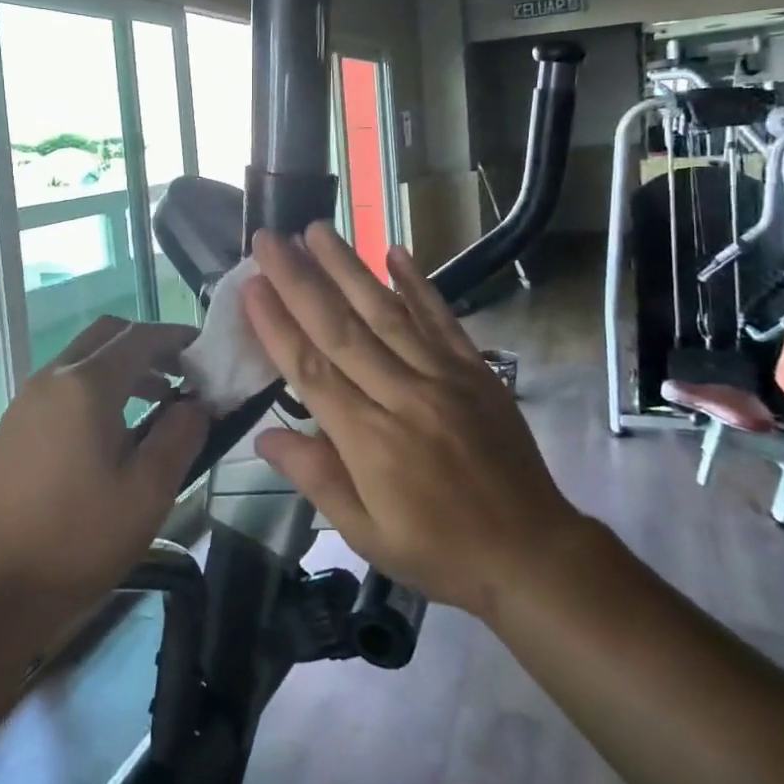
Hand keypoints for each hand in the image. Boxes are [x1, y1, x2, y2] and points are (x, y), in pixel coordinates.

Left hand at [0, 317, 206, 622]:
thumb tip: (196, 403)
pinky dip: (97, 387)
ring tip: (160, 403)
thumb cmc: (77, 539)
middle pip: (108, 335)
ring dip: (124, 367)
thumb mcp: (148, 492)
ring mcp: (27, 399)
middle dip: (149, 345)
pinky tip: (116, 431)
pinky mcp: (15, 425)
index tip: (207, 353)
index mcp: (86, 385)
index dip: (177, 338)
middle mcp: (53, 378)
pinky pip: (65, 385)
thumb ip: (180, 436)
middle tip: (183, 373)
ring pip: (84, 359)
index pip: (140, 337)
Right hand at [244, 224, 580, 619]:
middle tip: (269, 239)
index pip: (311, 372)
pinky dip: (418, 283)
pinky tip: (394, 250)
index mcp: (370, 442)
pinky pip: (443, 319)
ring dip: (348, 268)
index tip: (251, 285)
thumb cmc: (439, 550)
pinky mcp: (475, 370)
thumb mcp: (366, 535)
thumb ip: (316, 479)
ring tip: (316, 230)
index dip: (277, 326)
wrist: (532, 554)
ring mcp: (443, 378)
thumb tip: (263, 438)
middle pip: (341, 329)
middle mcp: (403, 397)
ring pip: (386, 313)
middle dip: (300, 280)